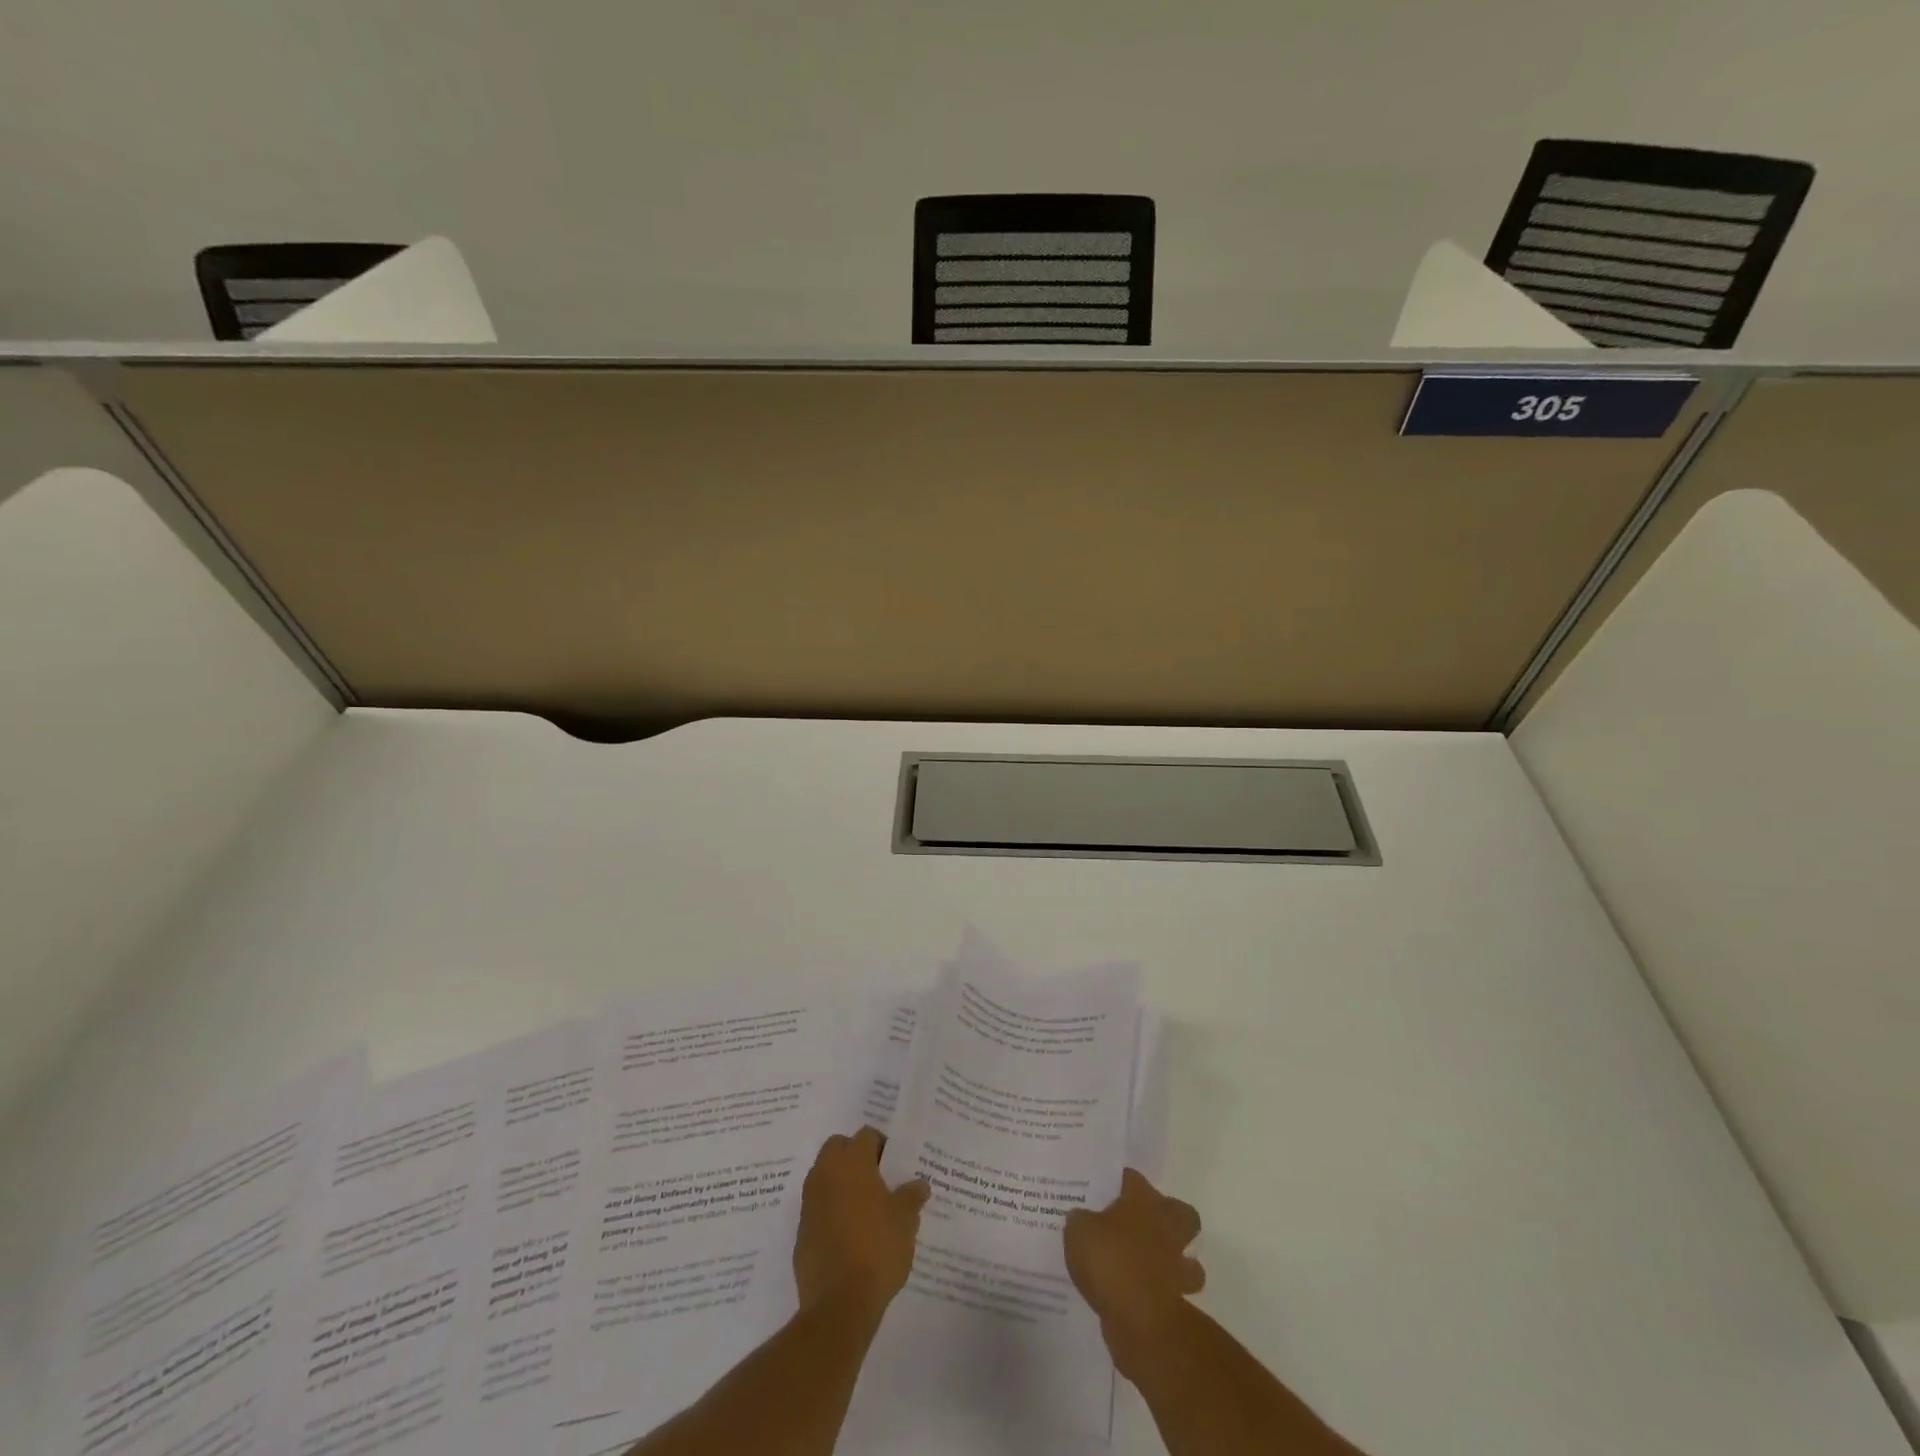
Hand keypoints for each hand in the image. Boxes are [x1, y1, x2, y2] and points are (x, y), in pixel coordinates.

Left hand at [794, 1127, 930, 1322]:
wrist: (839, 1304)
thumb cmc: (878, 1250)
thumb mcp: (906, 1221)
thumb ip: (912, 1196)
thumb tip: (920, 1184)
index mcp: (852, 1163)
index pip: (866, 1135)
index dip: (882, 1145)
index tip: (895, 1164)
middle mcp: (826, 1174)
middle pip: (837, 1147)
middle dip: (854, 1155)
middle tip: (877, 1177)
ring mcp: (809, 1202)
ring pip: (824, 1175)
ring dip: (840, 1182)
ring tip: (864, 1206)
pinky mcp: (801, 1231)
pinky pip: (817, 1207)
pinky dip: (830, 1209)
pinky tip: (848, 1233)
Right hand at [1063, 1168, 1204, 1375]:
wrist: (1139, 1318)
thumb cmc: (1109, 1260)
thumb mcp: (1079, 1230)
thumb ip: (1081, 1220)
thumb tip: (1082, 1218)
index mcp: (1143, 1201)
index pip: (1133, 1178)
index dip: (1120, 1182)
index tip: (1107, 1190)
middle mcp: (1166, 1227)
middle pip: (1181, 1213)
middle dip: (1167, 1218)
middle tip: (1140, 1225)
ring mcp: (1177, 1266)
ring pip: (1188, 1259)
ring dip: (1173, 1262)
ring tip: (1145, 1266)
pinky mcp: (1178, 1302)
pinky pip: (1172, 1292)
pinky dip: (1160, 1294)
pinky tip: (1136, 1298)